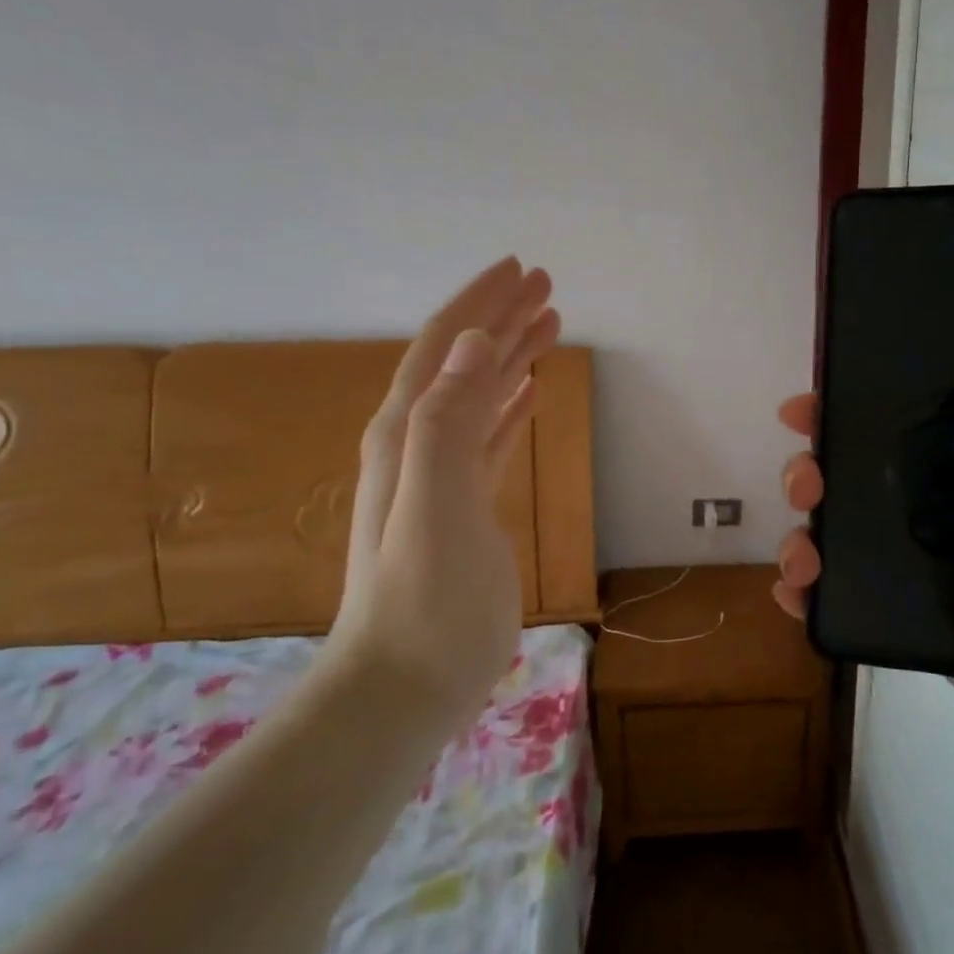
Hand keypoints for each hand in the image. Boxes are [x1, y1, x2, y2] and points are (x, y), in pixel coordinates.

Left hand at [328, 258, 561, 722]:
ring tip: (550, 324)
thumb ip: (447, 421)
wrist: (403, 684)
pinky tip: (529, 392)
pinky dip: (509, 405)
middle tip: (547, 286)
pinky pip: (489, 438)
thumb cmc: (423, 599)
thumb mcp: (435, 504)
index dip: (480, 304)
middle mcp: (418, 442)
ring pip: (480, 395)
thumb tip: (473, 343)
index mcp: (407, 432)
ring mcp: (441, 477)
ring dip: (511, 355)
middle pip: (464, 362)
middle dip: (502, 318)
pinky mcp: (464, 507)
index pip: (445, 348)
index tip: (521, 269)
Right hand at [774, 293, 953, 768]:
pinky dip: (811, 593)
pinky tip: (795, 592)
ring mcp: (928, 565)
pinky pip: (852, 598)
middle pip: (858, 477)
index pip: (902, 423)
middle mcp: (948, 507)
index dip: (849, 409)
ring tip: (801, 552)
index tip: (808, 406)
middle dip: (813, 470)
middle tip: (803, 481)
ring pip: (845, 537)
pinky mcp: (918, 618)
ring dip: (804, 534)